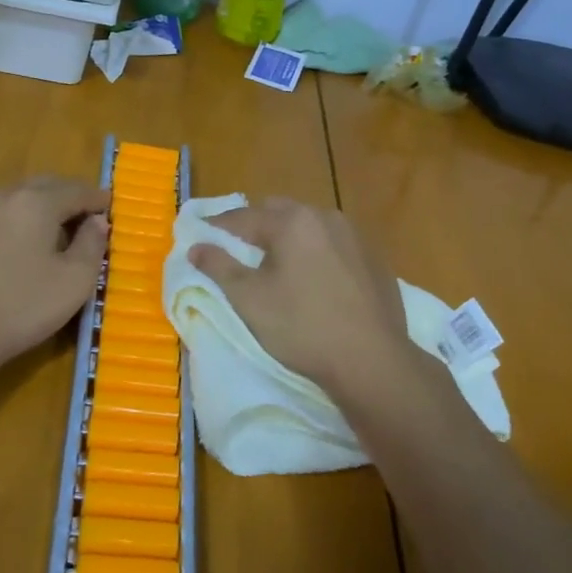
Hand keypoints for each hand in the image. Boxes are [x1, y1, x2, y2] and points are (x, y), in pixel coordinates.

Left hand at [0, 176, 109, 379]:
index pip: (77, 190)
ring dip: (27, 212)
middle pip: (40, 188)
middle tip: (78, 220)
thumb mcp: (74, 282)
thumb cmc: (20, 309)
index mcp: (36, 202)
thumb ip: (92, 245)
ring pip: (6, 202)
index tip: (109, 209)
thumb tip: (98, 221)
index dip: (97, 200)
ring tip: (37, 237)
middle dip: (63, 199)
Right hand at [189, 199, 417, 402]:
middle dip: (256, 227)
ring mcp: (356, 237)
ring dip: (290, 238)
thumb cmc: (302, 327)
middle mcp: (326, 217)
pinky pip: (336, 246)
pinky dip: (318, 253)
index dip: (218, 227)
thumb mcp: (249, 299)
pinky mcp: (375, 260)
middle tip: (240, 251)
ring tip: (278, 265)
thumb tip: (196, 246)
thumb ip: (218, 267)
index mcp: (293, 221)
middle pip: (280, 213)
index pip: (244, 216)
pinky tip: (316, 281)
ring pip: (311, 227)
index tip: (201, 237)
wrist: (371, 360)